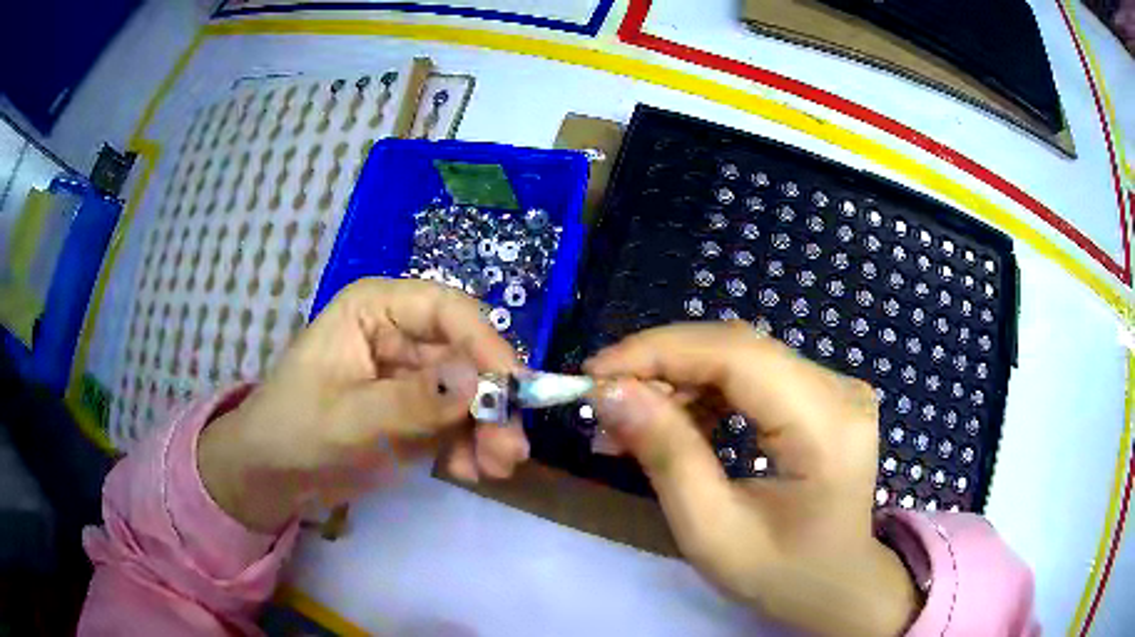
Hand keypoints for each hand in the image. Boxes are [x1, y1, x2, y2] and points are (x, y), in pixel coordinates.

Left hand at [198, 278, 529, 532]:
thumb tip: (481, 382)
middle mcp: (400, 334)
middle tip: (511, 452)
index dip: (486, 343)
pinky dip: (469, 448)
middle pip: (467, 357)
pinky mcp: (416, 412)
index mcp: (375, 309)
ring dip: (488, 431)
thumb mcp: (348, 419)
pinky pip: (457, 424)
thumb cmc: (293, 430)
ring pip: (470, 394)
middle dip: (492, 404)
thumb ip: (413, 402)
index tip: (515, 390)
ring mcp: (411, 375)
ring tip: (494, 471)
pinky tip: (468, 474)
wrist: (272, 476)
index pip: (446, 310)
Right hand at [585, 322, 917, 635]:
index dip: (660, 351)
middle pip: (738, 347)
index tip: (595, 373)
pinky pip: (753, 375)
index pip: (738, 355)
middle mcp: (840, 390)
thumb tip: (610, 393)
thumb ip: (667, 457)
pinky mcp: (823, 395)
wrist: (837, 584)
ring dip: (680, 380)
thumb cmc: (782, 574)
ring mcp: (836, 388)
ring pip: (741, 356)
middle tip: (605, 400)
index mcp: (827, 426)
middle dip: (662, 365)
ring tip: (632, 420)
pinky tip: (677, 422)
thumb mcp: (713, 532)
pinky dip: (706, 392)